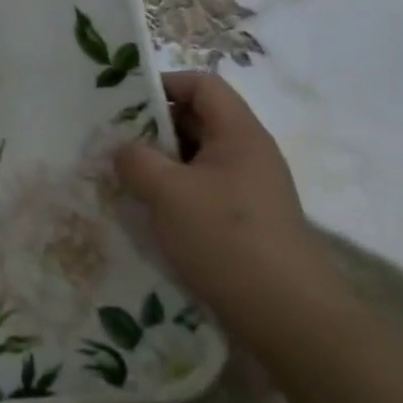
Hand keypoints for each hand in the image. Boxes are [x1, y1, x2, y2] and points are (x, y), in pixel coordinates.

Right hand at [114, 71, 343, 348]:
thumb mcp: (167, 193)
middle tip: (113, 144)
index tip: (123, 105)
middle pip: (198, 120)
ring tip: (123, 179)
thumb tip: (122, 149)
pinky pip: (202, 190)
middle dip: (153, 128)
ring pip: (196, 159)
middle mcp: (248, 154)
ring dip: (160, 164)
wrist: (288, 317)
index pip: (202, 85)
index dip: (163, 85)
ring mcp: (249, 189)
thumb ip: (136, 160)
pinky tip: (149, 214)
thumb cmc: (226, 239)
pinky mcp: (245, 221)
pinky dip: (174, 193)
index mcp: (239, 134)